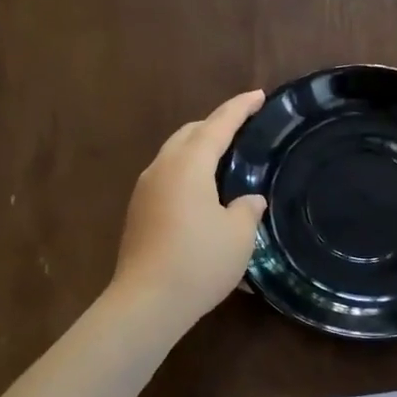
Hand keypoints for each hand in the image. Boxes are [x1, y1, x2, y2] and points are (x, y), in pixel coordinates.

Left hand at [110, 90, 268, 334]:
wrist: (146, 302)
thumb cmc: (198, 262)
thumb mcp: (238, 235)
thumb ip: (247, 209)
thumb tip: (248, 200)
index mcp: (188, 164)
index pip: (218, 125)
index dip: (240, 108)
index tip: (258, 95)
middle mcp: (162, 168)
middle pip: (189, 134)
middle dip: (215, 126)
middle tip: (241, 129)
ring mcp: (144, 190)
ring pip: (174, 156)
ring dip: (197, 151)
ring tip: (223, 161)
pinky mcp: (137, 213)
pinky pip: (166, 179)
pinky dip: (187, 174)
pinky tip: (202, 196)